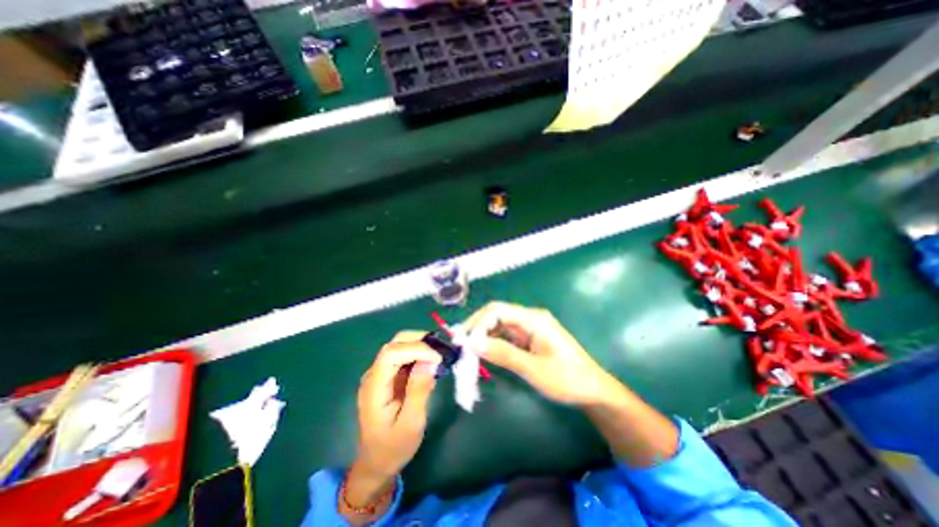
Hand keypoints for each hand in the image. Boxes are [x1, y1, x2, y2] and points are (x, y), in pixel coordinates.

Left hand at [355, 332, 443, 480]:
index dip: (416, 349)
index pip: (391, 353)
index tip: (437, 359)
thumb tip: (430, 362)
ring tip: (439, 357)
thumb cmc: (393, 447)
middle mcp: (373, 375)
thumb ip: (419, 390)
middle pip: (394, 344)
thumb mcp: (411, 423)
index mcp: (374, 387)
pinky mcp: (387, 377)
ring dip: (420, 346)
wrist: (376, 463)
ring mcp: (379, 374)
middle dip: (419, 341)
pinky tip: (430, 366)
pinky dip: (418, 355)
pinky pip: (403, 357)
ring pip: (399, 346)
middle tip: (441, 351)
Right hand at [462, 303, 616, 404]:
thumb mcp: (534, 369)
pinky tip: (483, 353)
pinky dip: (492, 343)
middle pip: (496, 315)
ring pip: (499, 325)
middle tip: (460, 346)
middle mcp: (530, 318)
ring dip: (482, 336)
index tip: (464, 342)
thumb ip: (504, 354)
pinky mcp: (528, 338)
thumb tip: (473, 343)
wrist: (593, 390)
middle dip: (477, 328)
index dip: (478, 323)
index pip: (497, 310)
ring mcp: (529, 328)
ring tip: (467, 351)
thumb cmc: (568, 379)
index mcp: (534, 319)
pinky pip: (505, 336)